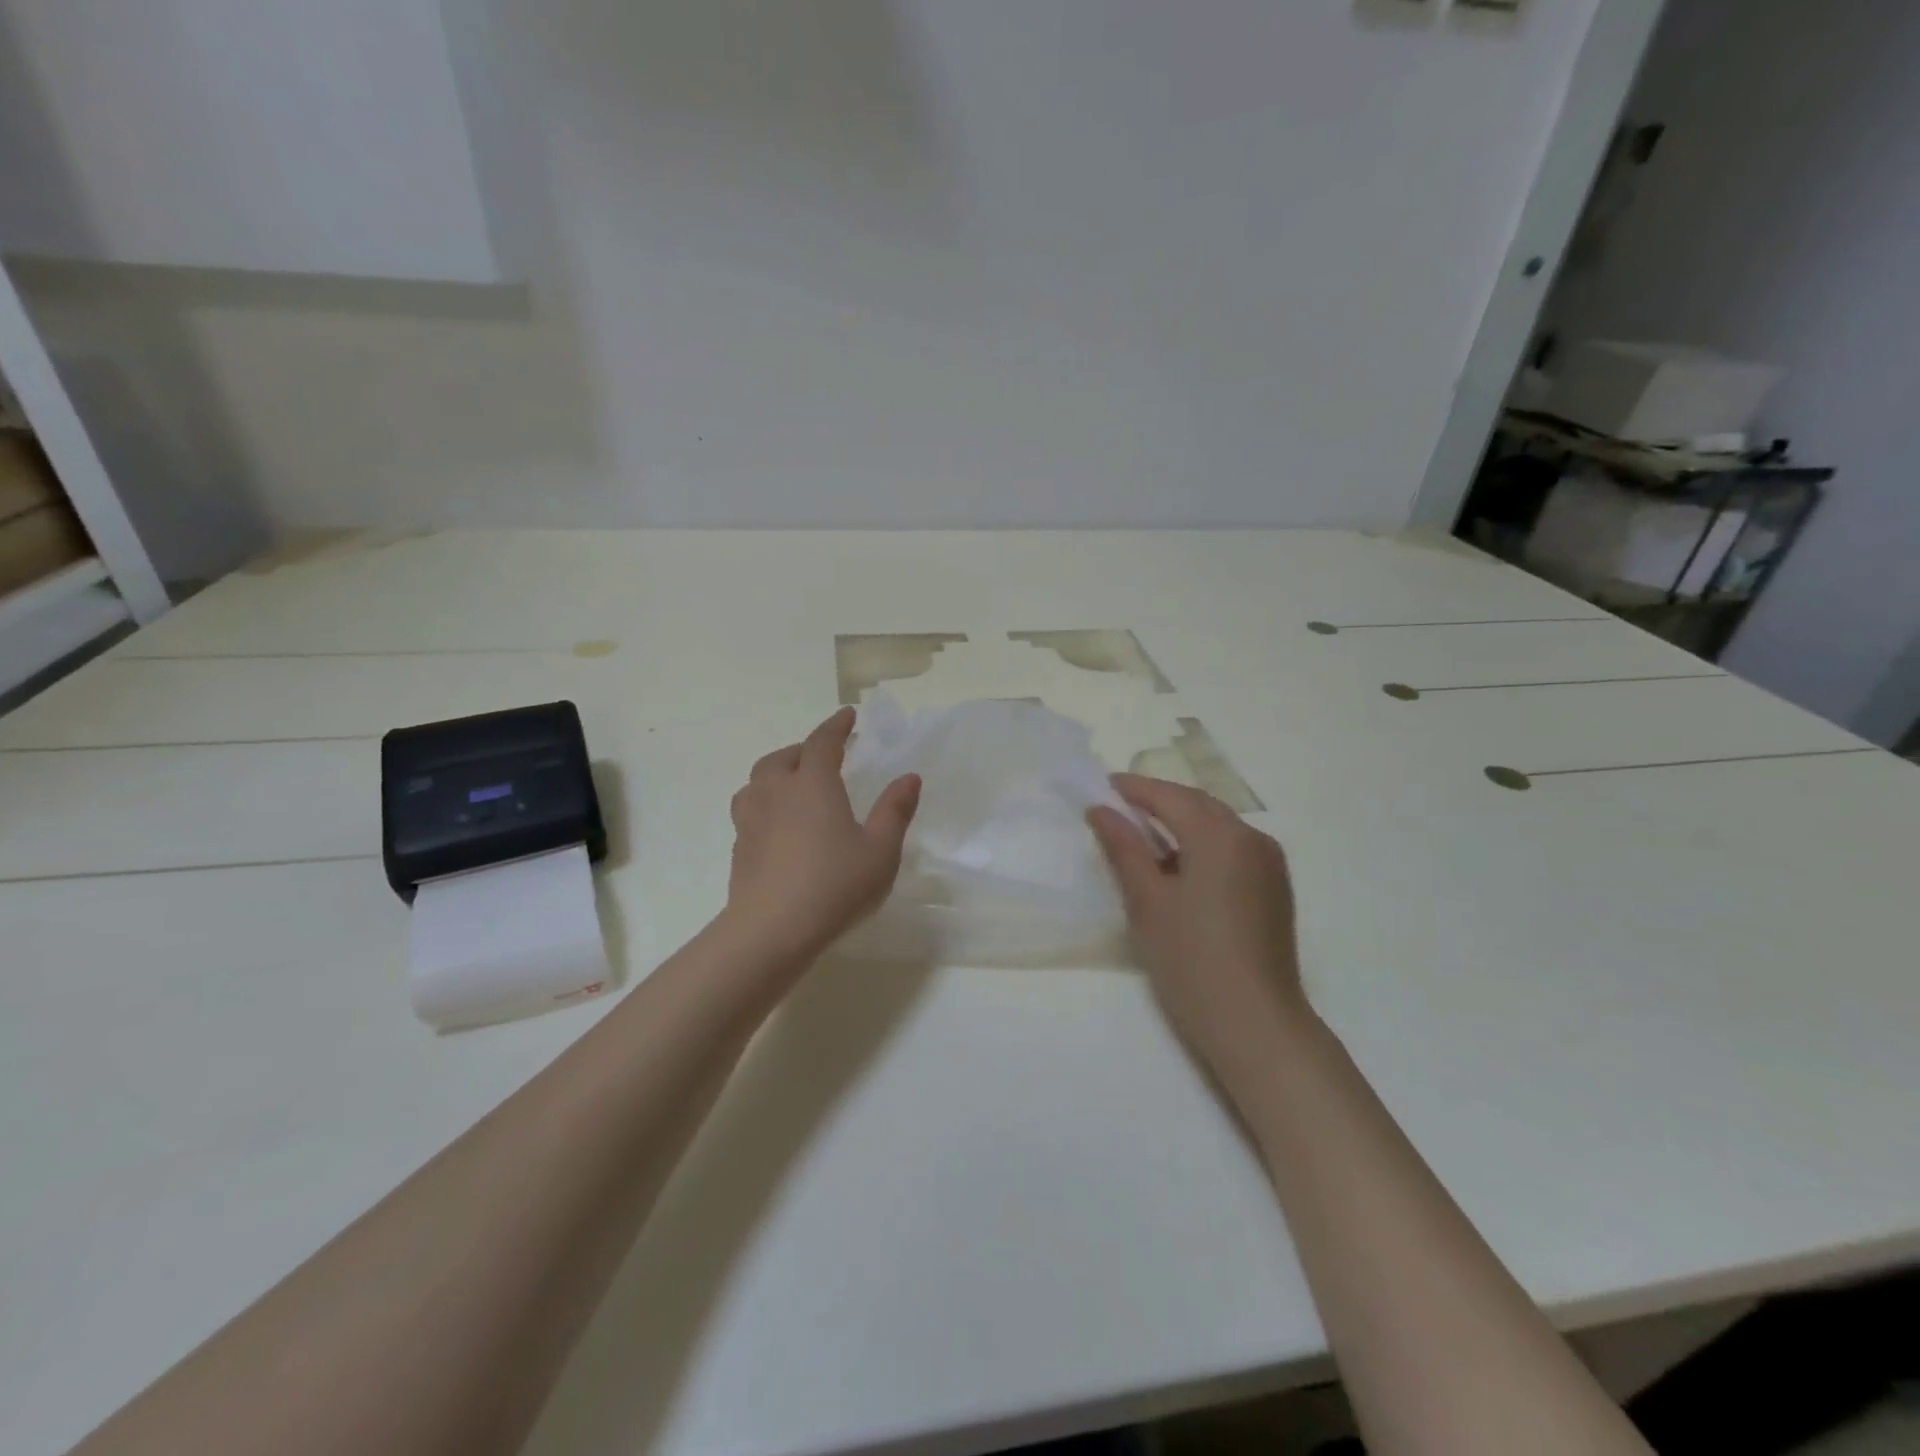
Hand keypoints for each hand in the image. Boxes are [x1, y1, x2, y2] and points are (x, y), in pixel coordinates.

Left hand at [725, 708, 920, 960]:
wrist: (772, 931)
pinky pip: (750, 812)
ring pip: (757, 782)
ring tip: (793, 787)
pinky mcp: (739, 849)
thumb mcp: (880, 851)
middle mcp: (776, 793)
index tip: (848, 715)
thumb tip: (909, 777)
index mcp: (813, 785)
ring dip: (776, 775)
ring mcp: (751, 821)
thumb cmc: (835, 885)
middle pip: (783, 758)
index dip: (836, 726)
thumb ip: (895, 811)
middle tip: (823, 756)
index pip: (822, 742)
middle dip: (804, 750)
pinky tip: (778, 827)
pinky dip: (765, 805)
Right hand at [1088, 775, 1306, 1067]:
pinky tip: (1179, 867)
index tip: (1103, 786)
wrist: (1255, 1024)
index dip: (1134, 789)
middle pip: (1198, 805)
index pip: (1170, 796)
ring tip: (1142, 836)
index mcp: (1220, 835)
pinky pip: (1233, 849)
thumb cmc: (1190, 959)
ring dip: (1181, 823)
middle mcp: (1252, 838)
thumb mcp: (1147, 900)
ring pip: (1217, 826)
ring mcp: (1269, 864)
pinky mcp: (1274, 889)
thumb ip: (1123, 848)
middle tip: (1118, 807)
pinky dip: (1202, 846)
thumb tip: (1100, 809)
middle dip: (1158, 801)